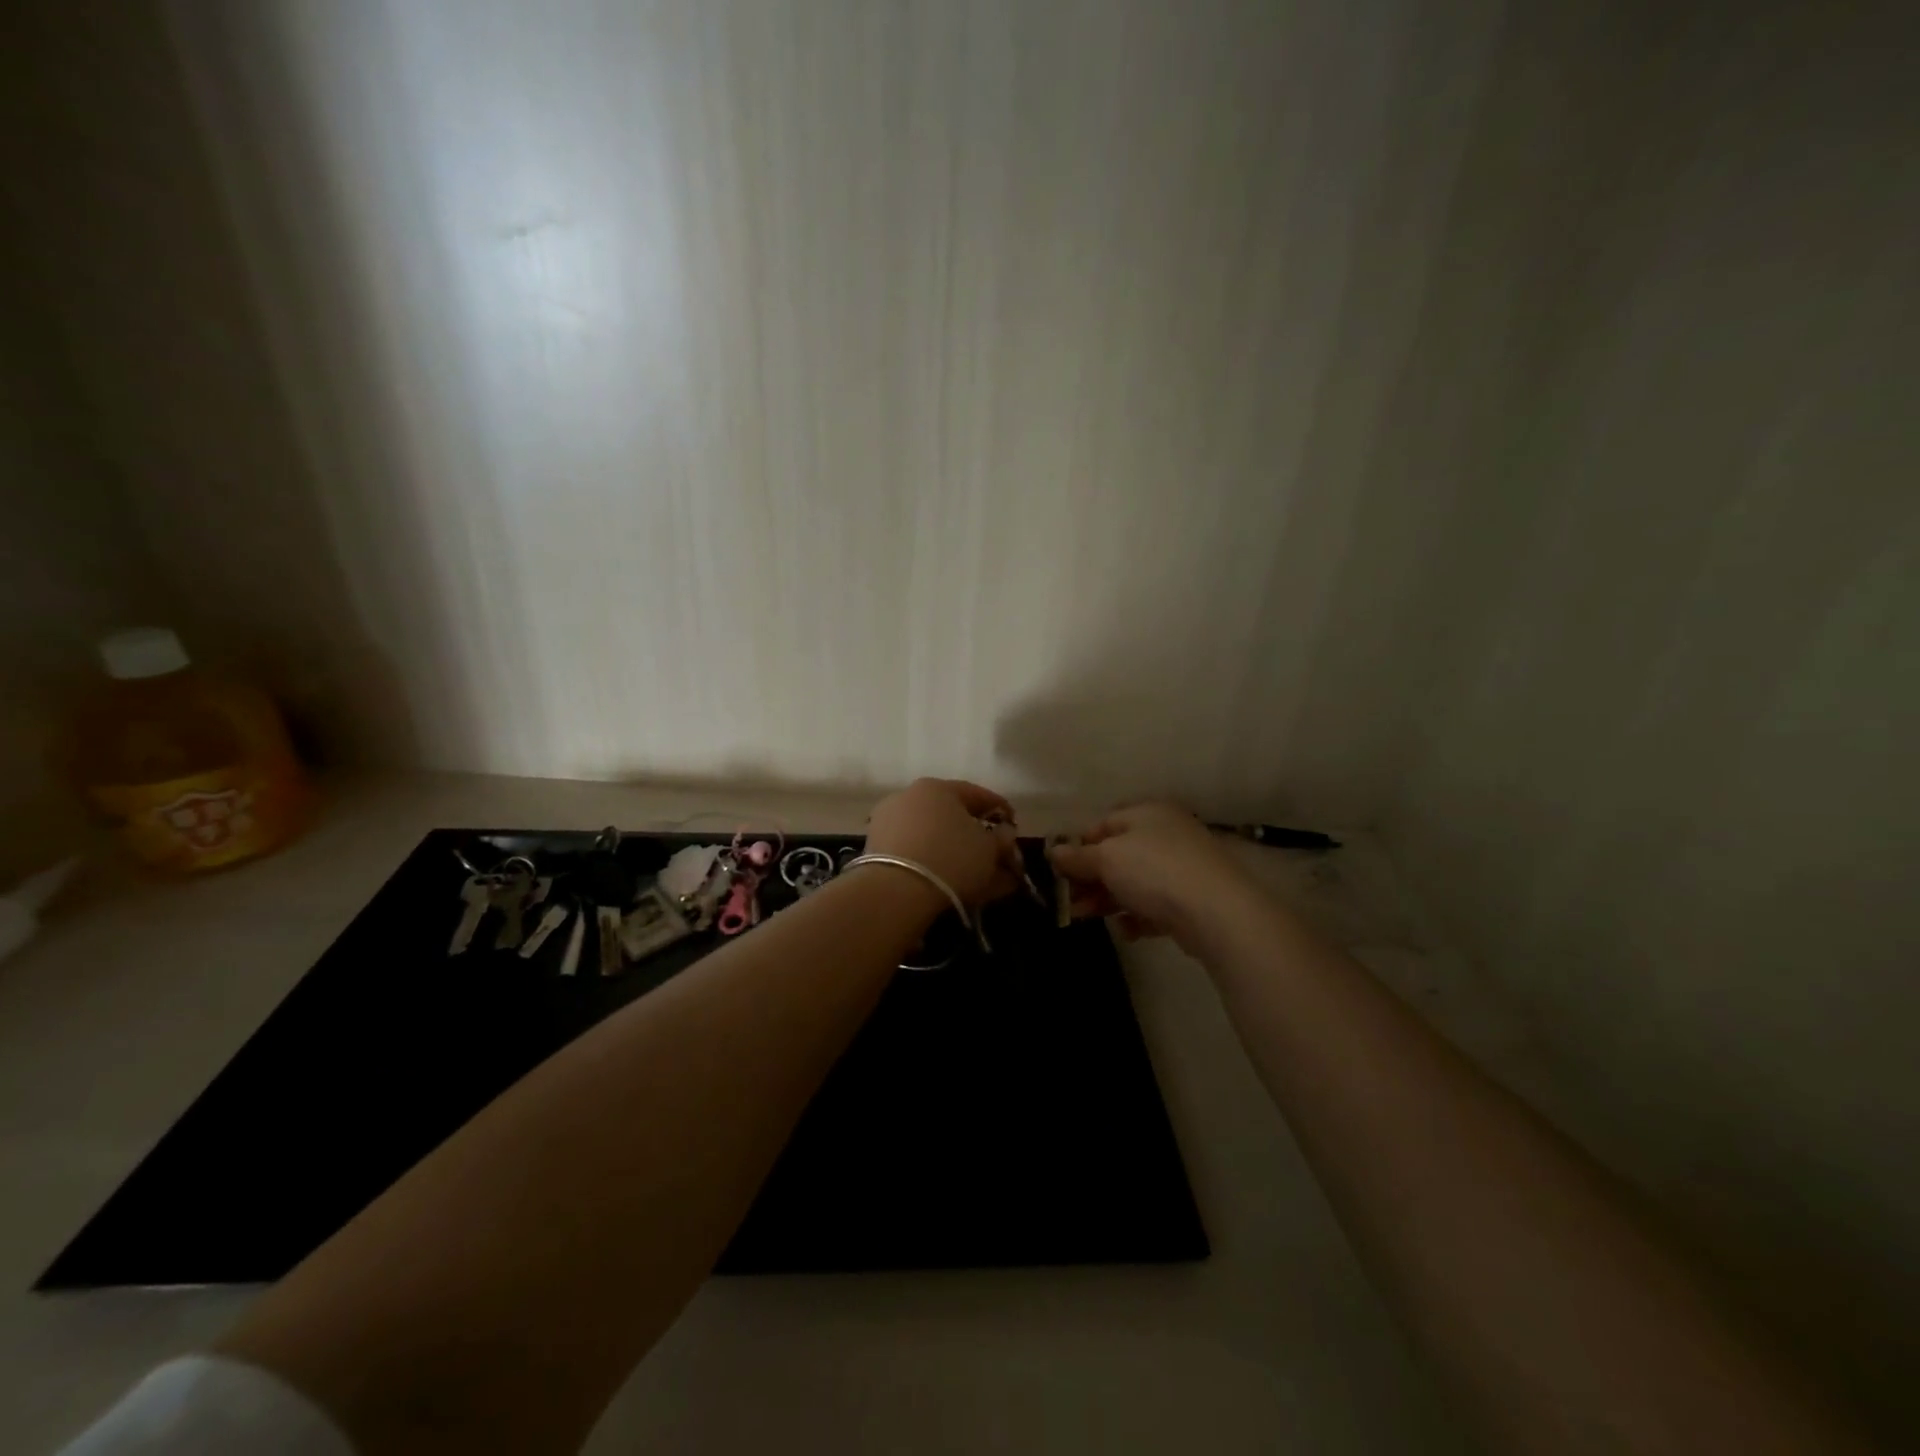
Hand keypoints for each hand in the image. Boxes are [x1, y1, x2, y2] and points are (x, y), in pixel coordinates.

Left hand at [865, 779, 1025, 907]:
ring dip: (960, 855)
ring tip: (980, 878)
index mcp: (938, 788)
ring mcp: (890, 823)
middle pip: (953, 817)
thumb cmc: (951, 857)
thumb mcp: (988, 849)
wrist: (895, 890)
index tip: (1014, 824)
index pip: (977, 794)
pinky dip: (938, 865)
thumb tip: (1005, 833)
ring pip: (935, 838)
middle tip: (997, 855)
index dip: (1000, 809)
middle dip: (978, 837)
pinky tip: (956, 883)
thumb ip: (1001, 839)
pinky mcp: (877, 850)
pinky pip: (918, 854)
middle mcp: (911, 798)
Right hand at [1048, 803, 1257, 950]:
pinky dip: (1138, 916)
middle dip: (1090, 879)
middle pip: (1118, 855)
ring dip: (1108, 899)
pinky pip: (1156, 905)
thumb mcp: (1106, 858)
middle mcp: (1166, 834)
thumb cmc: (1154, 871)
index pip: (1104, 823)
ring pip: (1135, 882)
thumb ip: (1077, 857)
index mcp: (1147, 814)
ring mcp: (1182, 867)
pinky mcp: (1192, 899)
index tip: (1061, 871)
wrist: (1216, 912)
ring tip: (1088, 918)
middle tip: (1070, 902)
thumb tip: (1053, 851)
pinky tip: (1128, 930)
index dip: (1079, 846)